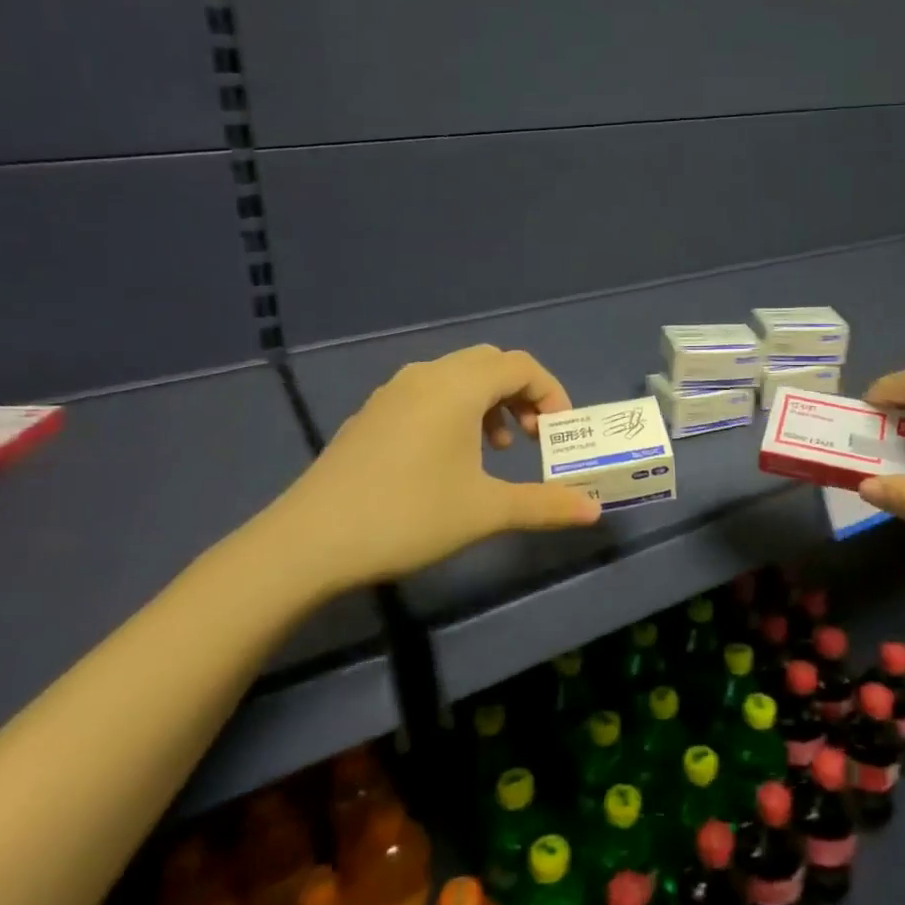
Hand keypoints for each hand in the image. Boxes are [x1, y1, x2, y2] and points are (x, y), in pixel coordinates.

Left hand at [257, 345, 601, 593]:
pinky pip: (428, 393)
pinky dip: (455, 411)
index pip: (521, 365)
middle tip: (534, 437)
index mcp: (458, 386)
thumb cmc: (408, 515)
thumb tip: (595, 509)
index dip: (551, 393)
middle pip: (489, 363)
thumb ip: (545, 504)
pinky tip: (449, 458)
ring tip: (497, 449)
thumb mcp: (485, 511)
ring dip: (488, 403)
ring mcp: (393, 392)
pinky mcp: (372, 414)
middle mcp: (426, 375)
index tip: (561, 433)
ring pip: (457, 377)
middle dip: (522, 394)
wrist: (310, 540)